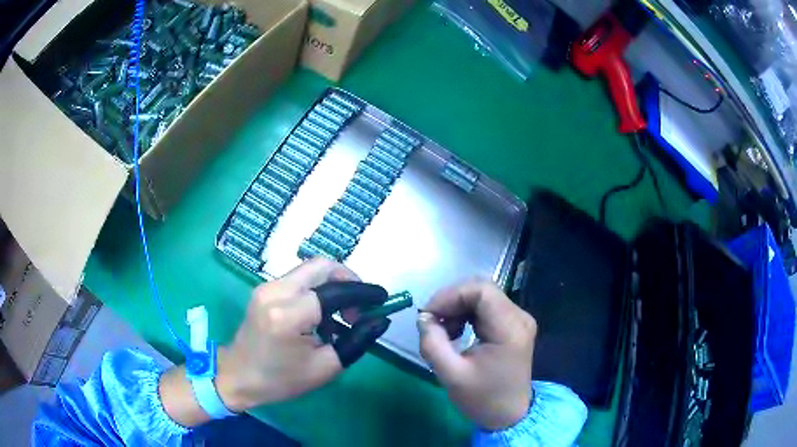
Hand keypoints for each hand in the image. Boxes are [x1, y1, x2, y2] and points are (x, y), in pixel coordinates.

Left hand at [161, 258, 388, 426]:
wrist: (237, 376)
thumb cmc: (280, 379)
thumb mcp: (325, 367)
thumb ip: (356, 340)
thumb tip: (380, 320)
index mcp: (288, 314)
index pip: (336, 291)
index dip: (363, 293)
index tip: (383, 299)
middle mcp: (275, 291)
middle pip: (321, 265)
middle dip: (348, 279)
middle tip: (360, 305)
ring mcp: (266, 287)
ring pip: (310, 270)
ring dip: (333, 286)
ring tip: (342, 317)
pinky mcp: (264, 289)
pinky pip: (298, 280)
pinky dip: (317, 291)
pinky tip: (321, 317)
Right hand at [417, 279, 536, 430]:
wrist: (509, 415)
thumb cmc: (483, 399)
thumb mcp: (451, 375)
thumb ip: (433, 343)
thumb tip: (423, 318)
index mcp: (509, 328)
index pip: (480, 290)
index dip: (450, 295)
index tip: (428, 315)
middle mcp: (519, 317)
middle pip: (482, 289)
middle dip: (451, 301)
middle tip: (432, 323)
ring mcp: (518, 320)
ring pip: (483, 296)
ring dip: (457, 307)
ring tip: (443, 332)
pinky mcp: (513, 325)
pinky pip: (486, 307)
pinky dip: (466, 314)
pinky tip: (456, 332)